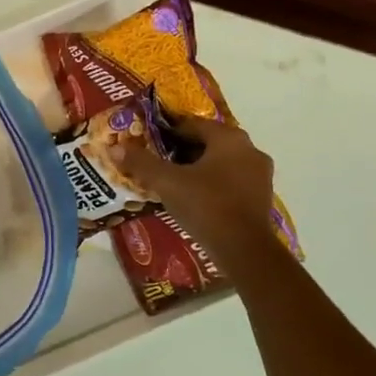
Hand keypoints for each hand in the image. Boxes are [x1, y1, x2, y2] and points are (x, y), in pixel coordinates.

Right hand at [114, 115, 288, 281]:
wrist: (244, 250)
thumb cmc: (206, 205)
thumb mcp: (167, 182)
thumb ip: (141, 163)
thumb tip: (114, 148)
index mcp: (229, 138)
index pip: (192, 124)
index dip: (166, 132)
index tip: (147, 142)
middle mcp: (249, 150)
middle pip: (207, 143)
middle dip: (181, 150)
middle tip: (156, 161)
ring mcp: (259, 175)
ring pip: (220, 163)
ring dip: (197, 168)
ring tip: (170, 181)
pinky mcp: (261, 197)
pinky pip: (230, 181)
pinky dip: (211, 184)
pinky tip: (192, 198)